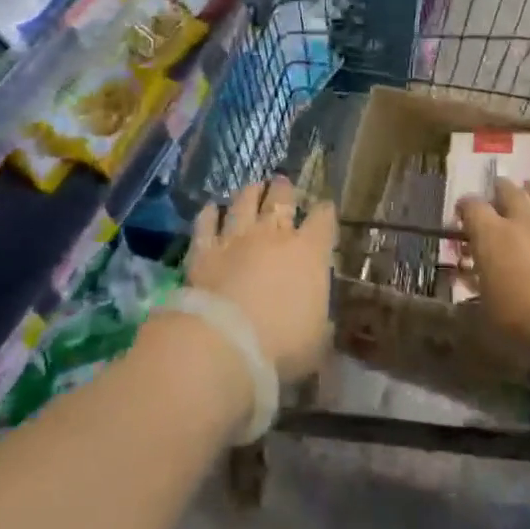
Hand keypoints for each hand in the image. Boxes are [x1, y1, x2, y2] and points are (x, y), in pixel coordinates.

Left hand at [186, 177, 334, 383]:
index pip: (323, 220)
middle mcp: (273, 236)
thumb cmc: (283, 346)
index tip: (325, 209)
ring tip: (253, 185)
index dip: (325, 212)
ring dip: (249, 192)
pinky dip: (210, 214)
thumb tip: (323, 321)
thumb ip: (320, 323)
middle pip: (281, 200)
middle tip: (282, 182)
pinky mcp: (204, 250)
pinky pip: (206, 224)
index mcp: (309, 253)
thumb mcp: (317, 341)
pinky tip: (211, 208)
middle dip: (283, 189)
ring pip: (243, 204)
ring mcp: (236, 239)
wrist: (225, 343)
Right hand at [457, 178, 529, 370]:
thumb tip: (465, 281)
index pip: (472, 207)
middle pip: (509, 191)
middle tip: (498, 196)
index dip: (465, 207)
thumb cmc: (527, 323)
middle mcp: (524, 221)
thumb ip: (476, 291)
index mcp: (492, 236)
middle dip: (501, 191)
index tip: (462, 214)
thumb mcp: (487, 316)